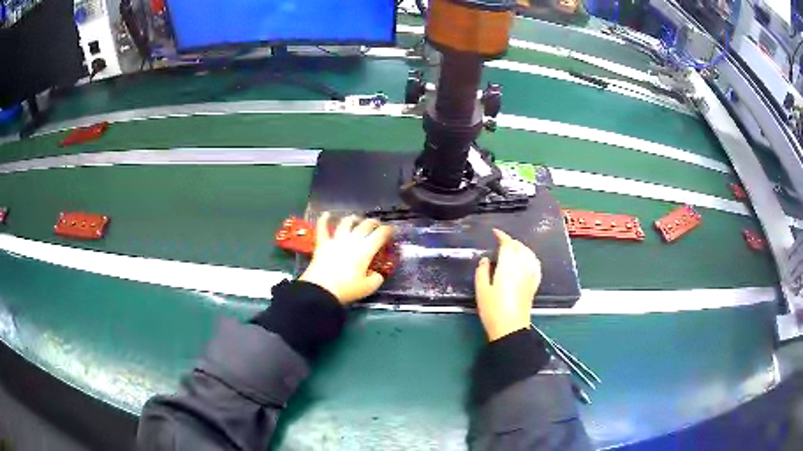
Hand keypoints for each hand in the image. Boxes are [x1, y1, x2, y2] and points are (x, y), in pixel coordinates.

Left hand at [300, 212, 393, 303]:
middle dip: (373, 222)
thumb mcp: (368, 288)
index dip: (388, 230)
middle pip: (365, 225)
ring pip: (346, 223)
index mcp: (366, 250)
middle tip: (376, 224)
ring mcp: (336, 240)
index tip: (391, 230)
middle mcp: (352, 240)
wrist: (321, 289)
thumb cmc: (347, 289)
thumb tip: (376, 274)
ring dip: (353, 219)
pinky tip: (326, 214)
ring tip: (356, 218)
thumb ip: (376, 279)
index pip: (380, 234)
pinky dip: (324, 219)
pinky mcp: (322, 243)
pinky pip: (322, 228)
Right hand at [475, 229, 541, 341]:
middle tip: (500, 241)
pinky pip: (535, 263)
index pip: (508, 244)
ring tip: (512, 248)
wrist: (510, 327)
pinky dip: (530, 256)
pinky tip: (526, 259)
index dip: (502, 236)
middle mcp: (522, 267)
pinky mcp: (534, 283)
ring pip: (528, 253)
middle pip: (519, 247)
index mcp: (508, 266)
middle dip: (510, 241)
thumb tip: (486, 260)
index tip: (495, 232)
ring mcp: (530, 275)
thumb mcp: (481, 290)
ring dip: (520, 247)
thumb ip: (482, 271)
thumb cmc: (493, 309)